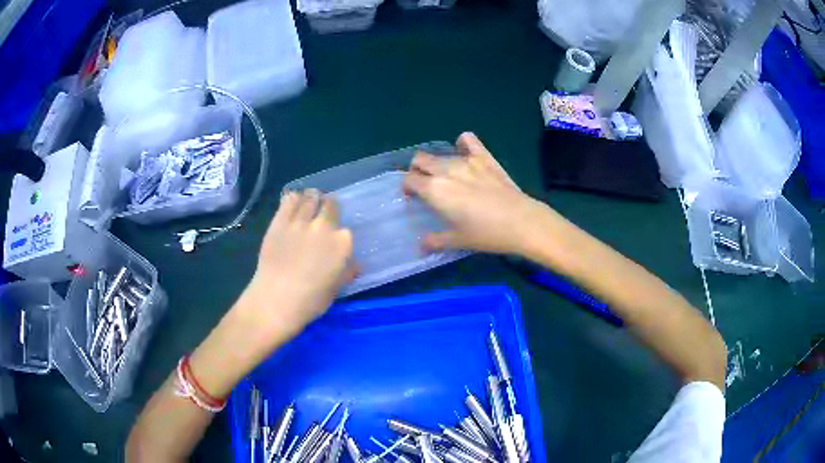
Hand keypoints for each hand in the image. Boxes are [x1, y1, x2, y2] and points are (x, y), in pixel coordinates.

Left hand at [249, 190, 354, 333]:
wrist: (276, 299)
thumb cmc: (310, 300)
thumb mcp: (335, 289)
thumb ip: (347, 272)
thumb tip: (356, 265)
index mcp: (342, 243)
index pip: (346, 230)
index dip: (340, 231)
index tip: (336, 235)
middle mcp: (324, 226)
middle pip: (330, 205)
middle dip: (329, 206)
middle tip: (324, 211)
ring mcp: (301, 221)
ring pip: (310, 197)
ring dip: (312, 197)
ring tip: (309, 200)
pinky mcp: (280, 221)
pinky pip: (289, 200)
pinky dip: (293, 199)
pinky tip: (293, 201)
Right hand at [404, 132, 548, 254]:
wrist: (521, 222)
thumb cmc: (486, 234)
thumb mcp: (457, 240)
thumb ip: (435, 241)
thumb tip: (421, 245)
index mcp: (434, 190)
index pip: (409, 179)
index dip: (407, 187)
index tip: (413, 198)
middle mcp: (445, 170)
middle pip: (420, 160)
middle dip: (417, 170)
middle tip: (426, 186)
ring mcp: (466, 160)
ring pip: (441, 154)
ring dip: (437, 163)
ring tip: (446, 177)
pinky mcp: (484, 156)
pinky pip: (468, 140)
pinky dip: (462, 143)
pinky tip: (464, 152)